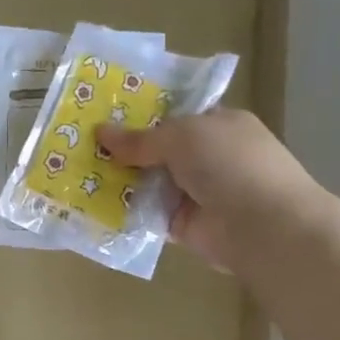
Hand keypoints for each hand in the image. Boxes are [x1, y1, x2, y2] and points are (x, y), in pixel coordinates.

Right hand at [100, 108, 330, 274]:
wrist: (264, 226)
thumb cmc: (230, 164)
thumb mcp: (182, 136)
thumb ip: (140, 138)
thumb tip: (100, 132)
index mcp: (217, 124)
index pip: (174, 114)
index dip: (140, 113)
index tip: (101, 112)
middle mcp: (206, 156)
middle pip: (156, 149)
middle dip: (121, 148)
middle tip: (78, 143)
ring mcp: (194, 192)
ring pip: (147, 182)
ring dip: (118, 180)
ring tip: (75, 171)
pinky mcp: (182, 224)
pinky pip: (146, 213)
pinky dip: (124, 211)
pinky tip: (90, 203)